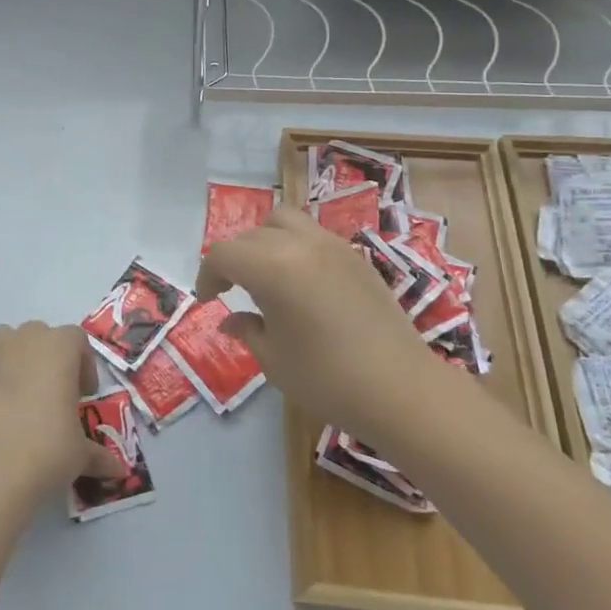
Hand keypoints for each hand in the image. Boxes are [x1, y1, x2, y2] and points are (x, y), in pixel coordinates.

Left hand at [0, 322, 126, 514]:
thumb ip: (98, 455)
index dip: (83, 364)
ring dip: (11, 356)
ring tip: (16, 392)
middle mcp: (23, 340)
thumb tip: (118, 470)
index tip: (83, 395)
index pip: (77, 339)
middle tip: (51, 394)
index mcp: (58, 348)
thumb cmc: (45, 451)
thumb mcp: (80, 455)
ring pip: (3, 338)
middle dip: (47, 357)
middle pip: (39, 333)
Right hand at [195, 206, 442, 440]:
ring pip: (284, 221)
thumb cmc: (327, 378)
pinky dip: (296, 247)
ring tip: (268, 274)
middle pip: (251, 235)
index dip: (208, 275)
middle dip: (235, 259)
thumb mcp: (274, 360)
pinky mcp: (356, 257)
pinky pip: (314, 236)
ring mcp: (332, 246)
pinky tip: (302, 283)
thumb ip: (247, 330)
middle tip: (233, 290)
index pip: (224, 254)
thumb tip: (231, 319)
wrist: (402, 389)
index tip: (209, 301)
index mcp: (272, 268)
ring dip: (266, 241)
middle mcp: (300, 245)